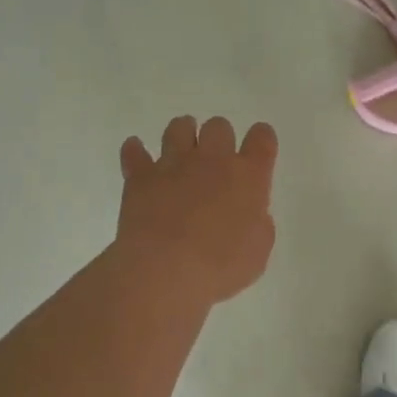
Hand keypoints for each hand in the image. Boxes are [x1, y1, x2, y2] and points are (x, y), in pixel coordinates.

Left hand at [116, 116, 277, 304]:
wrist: (165, 270)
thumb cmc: (221, 267)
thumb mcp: (258, 252)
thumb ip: (257, 224)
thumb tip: (249, 214)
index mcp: (248, 176)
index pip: (262, 139)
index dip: (262, 139)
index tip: (259, 149)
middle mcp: (213, 160)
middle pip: (219, 126)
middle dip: (220, 138)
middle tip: (216, 161)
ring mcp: (174, 164)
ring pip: (179, 128)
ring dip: (183, 134)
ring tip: (182, 150)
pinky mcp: (141, 176)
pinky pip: (134, 152)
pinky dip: (135, 151)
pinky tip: (136, 153)